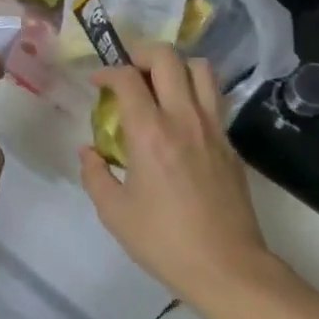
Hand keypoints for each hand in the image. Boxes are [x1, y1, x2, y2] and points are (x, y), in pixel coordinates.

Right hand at [77, 43, 275, 306]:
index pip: (128, 79)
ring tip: (158, 85)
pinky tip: (180, 118)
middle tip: (127, 71)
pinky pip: (214, 99)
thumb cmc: (163, 241)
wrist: (225, 265)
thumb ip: (95, 174)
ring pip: (202, 69)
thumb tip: (88, 150)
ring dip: (176, 66)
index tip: (96, 82)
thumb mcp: (114, 212)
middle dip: (142, 53)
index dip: (107, 72)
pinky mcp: (230, 144)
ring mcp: (214, 128)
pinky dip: (194, 93)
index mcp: (151, 132)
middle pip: (169, 58)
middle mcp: (185, 118)